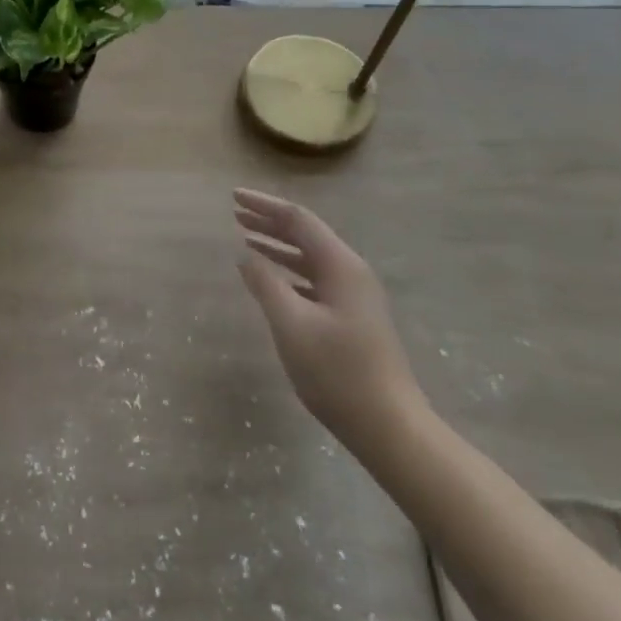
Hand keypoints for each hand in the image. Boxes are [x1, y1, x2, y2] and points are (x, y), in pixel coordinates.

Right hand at [233, 189, 425, 457]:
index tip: (233, 197)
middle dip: (270, 222)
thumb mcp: (291, 324)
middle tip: (235, 214)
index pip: (298, 220)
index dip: (264, 206)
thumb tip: (246, 255)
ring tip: (246, 239)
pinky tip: (271, 279)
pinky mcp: (351, 317)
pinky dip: (288, 272)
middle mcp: (351, 272)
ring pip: (310, 258)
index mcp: (341, 266)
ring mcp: (354, 296)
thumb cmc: (337, 372)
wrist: (387, 423)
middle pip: (306, 235)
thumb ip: (266, 284)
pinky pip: (314, 280)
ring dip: (278, 246)